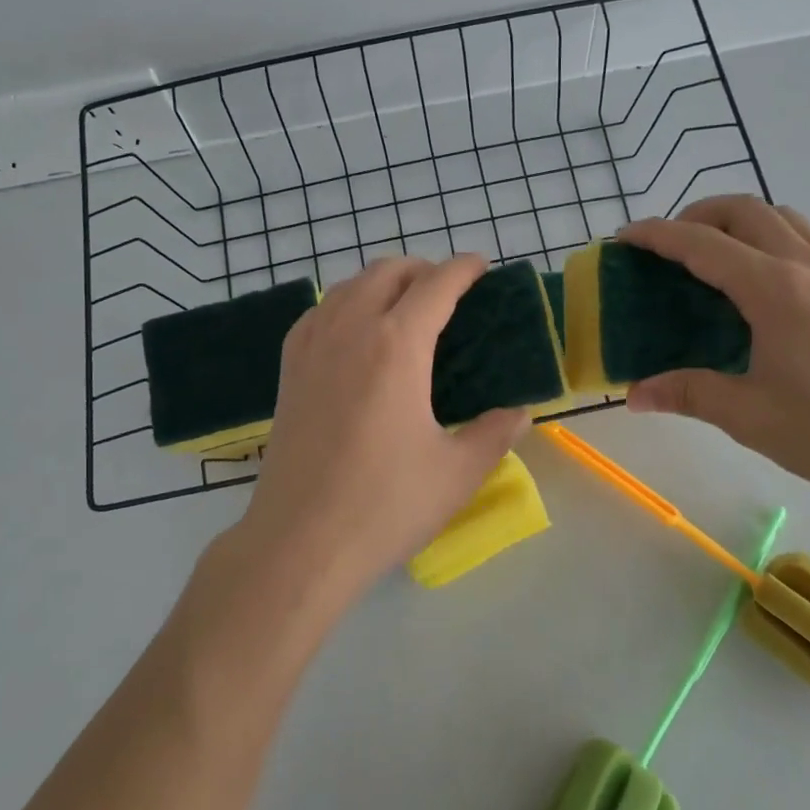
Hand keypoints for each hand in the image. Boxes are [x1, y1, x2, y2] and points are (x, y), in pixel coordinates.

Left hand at [236, 255, 528, 595]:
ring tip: (405, 305)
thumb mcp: (458, 472)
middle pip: (388, 272)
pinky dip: (345, 303)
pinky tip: (355, 331)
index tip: (482, 267)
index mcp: (397, 346)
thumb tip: (520, 412)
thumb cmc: (385, 506)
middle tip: (449, 291)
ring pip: (348, 286)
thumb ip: (495, 433)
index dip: (463, 268)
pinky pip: (318, 313)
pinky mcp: (288, 370)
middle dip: (423, 269)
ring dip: (382, 281)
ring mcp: (312, 347)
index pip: (436, 284)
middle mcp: (351, 330)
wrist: (299, 542)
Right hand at [620, 198, 809, 504]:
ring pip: (782, 216)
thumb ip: (689, 394)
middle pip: (745, 210)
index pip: (703, 245)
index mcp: (774, 290)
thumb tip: (634, 395)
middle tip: (667, 247)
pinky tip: (766, 274)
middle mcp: (806, 267)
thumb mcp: (751, 417)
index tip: (624, 238)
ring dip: (739, 220)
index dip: (657, 235)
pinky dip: (774, 235)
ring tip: (713, 253)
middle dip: (697, 215)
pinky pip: (809, 238)